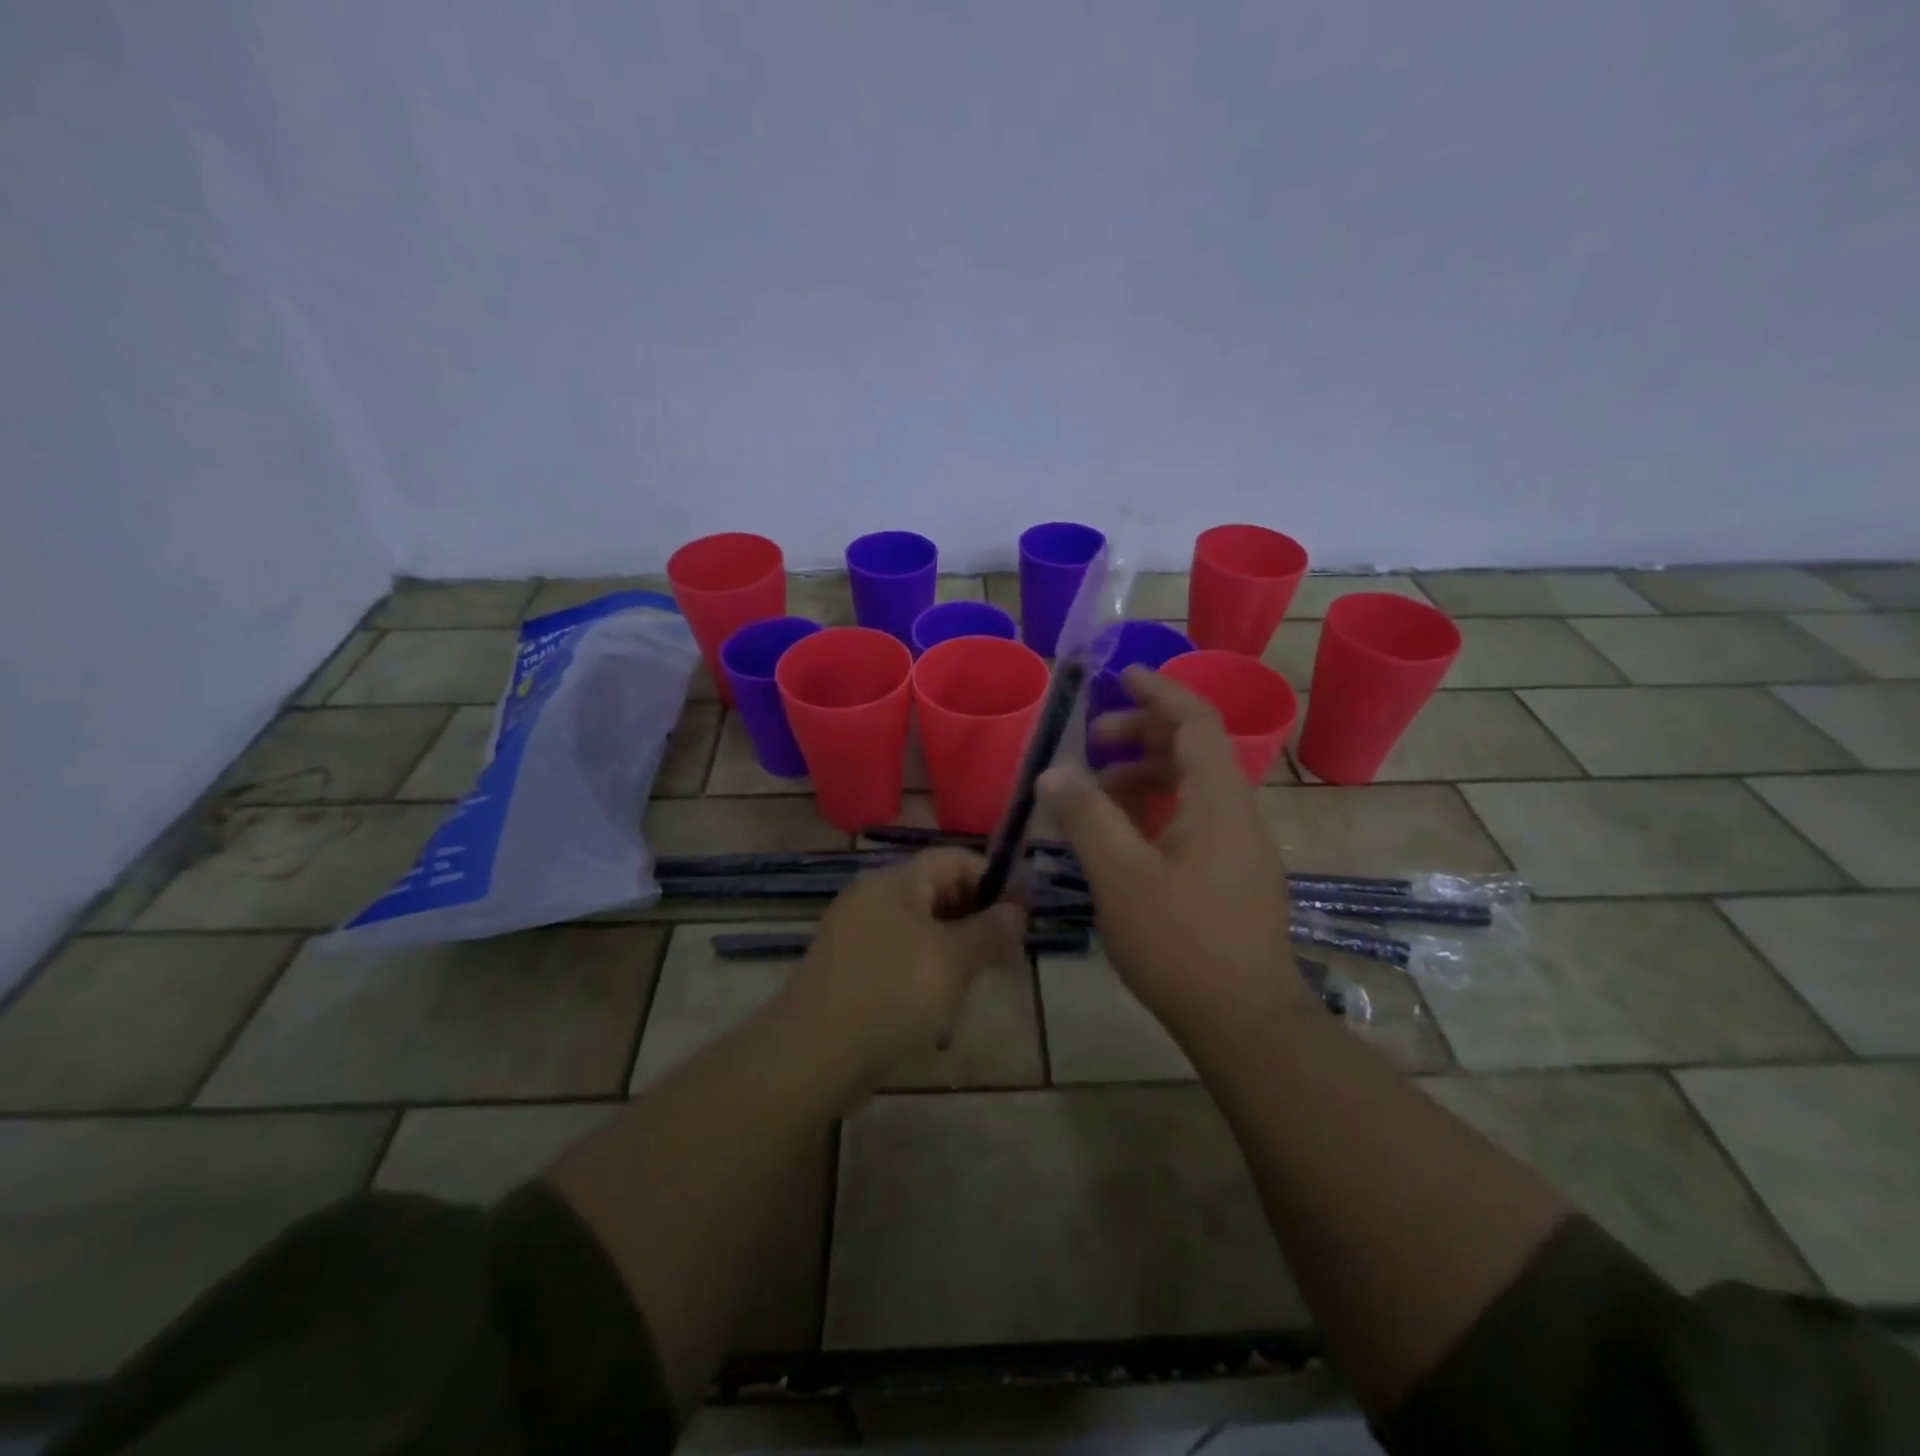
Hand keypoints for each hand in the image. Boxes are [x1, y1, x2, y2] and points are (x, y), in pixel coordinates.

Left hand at [787, 849, 1025, 1089]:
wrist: (814, 1054)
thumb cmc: (894, 993)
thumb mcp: (954, 960)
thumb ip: (990, 929)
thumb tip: (1015, 911)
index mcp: (895, 882)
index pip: (954, 859)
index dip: (992, 880)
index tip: (1021, 916)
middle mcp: (872, 898)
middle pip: (938, 894)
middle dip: (975, 923)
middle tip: (1004, 959)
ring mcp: (856, 935)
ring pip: (921, 931)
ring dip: (953, 956)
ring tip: (968, 993)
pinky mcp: (848, 971)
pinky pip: (899, 960)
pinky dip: (924, 977)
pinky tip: (936, 1017)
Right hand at [1038, 666, 1306, 1047]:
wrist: (1246, 1023)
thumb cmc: (1182, 943)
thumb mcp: (1121, 876)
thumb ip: (1086, 817)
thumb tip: (1053, 771)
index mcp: (1218, 801)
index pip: (1196, 721)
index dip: (1159, 692)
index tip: (1121, 676)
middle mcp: (1236, 814)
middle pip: (1192, 750)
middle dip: (1141, 735)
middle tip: (1091, 743)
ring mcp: (1238, 848)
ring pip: (1190, 789)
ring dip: (1143, 777)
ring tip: (1095, 792)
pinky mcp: (1231, 876)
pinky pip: (1191, 821)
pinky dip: (1154, 812)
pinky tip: (1120, 837)